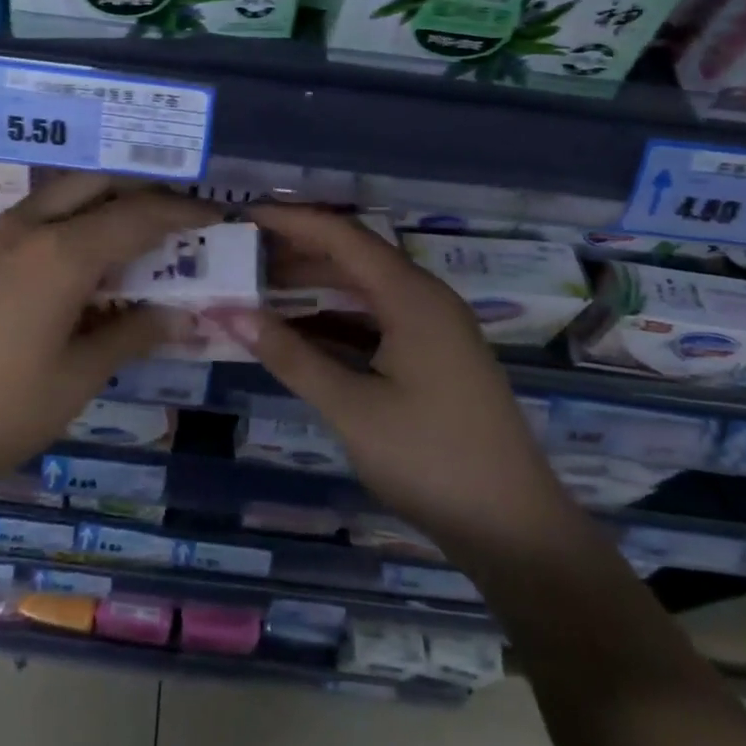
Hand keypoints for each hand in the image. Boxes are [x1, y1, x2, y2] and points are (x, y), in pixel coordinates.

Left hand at [0, 174, 219, 498]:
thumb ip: (133, 334)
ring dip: (105, 200)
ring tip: (138, 232)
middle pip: (98, 183)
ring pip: (64, 192)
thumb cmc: (2, 410)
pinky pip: (38, 214)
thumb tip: (181, 314)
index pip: (137, 216)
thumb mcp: (79, 376)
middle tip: (178, 217)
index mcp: (59, 254)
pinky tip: (86, 256)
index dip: (181, 214)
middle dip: (143, 191)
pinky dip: (73, 218)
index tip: (215, 215)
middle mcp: (28, 227)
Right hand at [215, 204, 570, 544]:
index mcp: (411, 296)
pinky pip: (374, 318)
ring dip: (313, 286)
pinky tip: (298, 331)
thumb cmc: (431, 459)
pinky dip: (334, 318)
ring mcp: (432, 328)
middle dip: (295, 251)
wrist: (515, 530)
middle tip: (239, 254)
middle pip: (352, 256)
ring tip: (257, 287)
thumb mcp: (351, 407)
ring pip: (362, 288)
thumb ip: (290, 356)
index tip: (242, 216)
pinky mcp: (432, 356)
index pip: (341, 236)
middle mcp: (424, 299)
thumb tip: (230, 313)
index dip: (290, 220)